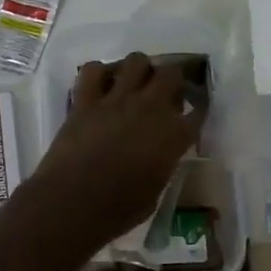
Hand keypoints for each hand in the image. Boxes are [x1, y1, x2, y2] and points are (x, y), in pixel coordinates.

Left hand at [20, 53, 205, 251]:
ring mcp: (116, 100)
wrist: (73, 202)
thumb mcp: (154, 191)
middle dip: (172, 80)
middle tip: (165, 92)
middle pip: (171, 74)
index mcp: (174, 135)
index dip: (197, 109)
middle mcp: (150, 108)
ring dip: (139, 69)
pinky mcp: (85, 100)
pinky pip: (92, 70)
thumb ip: (162, 165)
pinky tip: (100, 85)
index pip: (198, 111)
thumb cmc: (118, 210)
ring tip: (134, 83)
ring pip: (136, 61)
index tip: (193, 112)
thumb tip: (158, 156)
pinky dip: (98, 73)